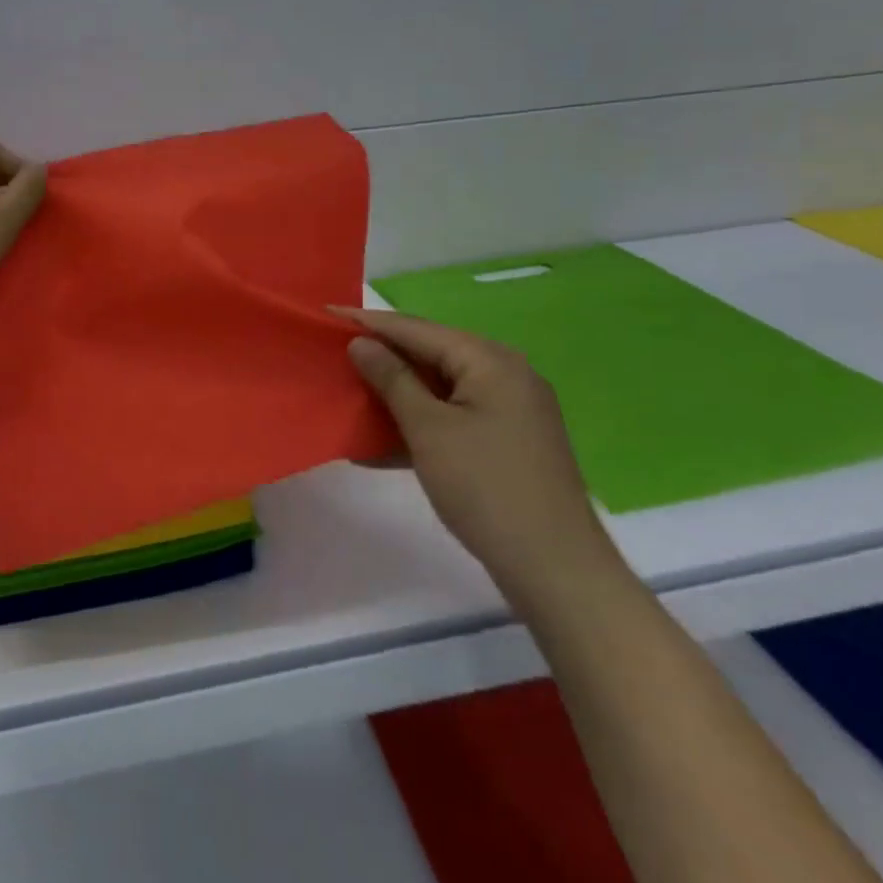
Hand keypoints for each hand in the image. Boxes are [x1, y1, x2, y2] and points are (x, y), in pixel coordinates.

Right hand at [334, 308, 625, 609]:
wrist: (555, 568)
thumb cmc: (485, 488)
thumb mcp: (429, 429)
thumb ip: (392, 379)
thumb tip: (361, 343)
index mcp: (490, 361)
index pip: (417, 329)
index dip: (369, 322)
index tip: (327, 314)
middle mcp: (505, 375)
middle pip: (431, 354)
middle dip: (382, 355)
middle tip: (335, 353)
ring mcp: (509, 410)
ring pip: (439, 387)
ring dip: (396, 392)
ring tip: (350, 391)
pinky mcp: (506, 441)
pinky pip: (452, 416)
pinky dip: (418, 423)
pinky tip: (379, 442)